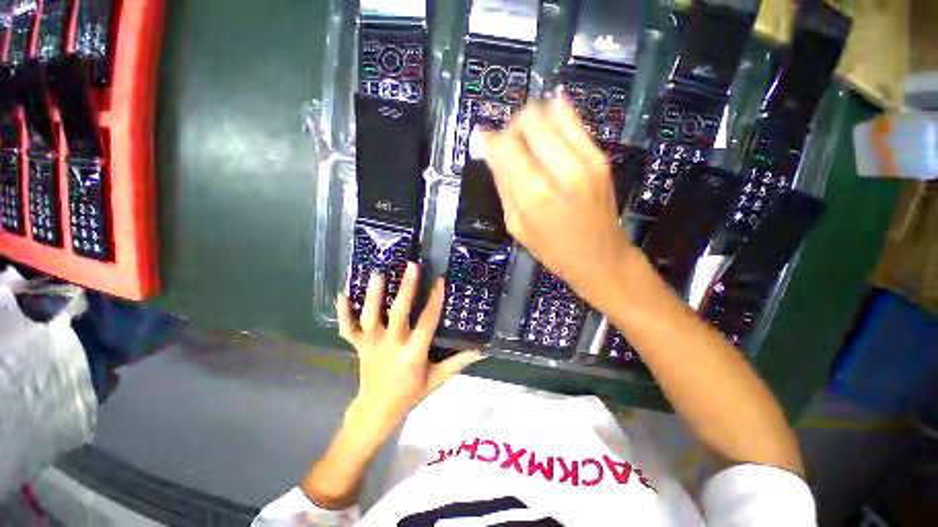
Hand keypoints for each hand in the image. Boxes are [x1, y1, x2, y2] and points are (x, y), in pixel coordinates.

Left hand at [336, 263, 483, 437]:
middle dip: (407, 288)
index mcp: (413, 353)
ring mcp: (372, 344)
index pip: (427, 322)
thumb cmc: (410, 393)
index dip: (435, 300)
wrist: (377, 410)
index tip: (440, 280)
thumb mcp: (437, 379)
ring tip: (378, 273)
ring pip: (370, 317)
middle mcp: (392, 345)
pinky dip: (343, 313)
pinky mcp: (359, 346)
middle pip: (399, 313)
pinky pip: (347, 329)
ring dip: (373, 295)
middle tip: (412, 266)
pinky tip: (342, 294)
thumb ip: (458, 362)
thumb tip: (481, 352)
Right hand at [482, 95, 634, 307]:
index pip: (505, 146)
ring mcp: (586, 160)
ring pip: (551, 113)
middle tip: (508, 146)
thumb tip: (490, 153)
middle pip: (529, 119)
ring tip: (528, 141)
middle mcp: (561, 170)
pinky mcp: (600, 157)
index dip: (489, 139)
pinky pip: (574, 121)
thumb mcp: (516, 225)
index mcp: (535, 194)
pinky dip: (556, 116)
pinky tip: (548, 129)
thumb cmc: (552, 250)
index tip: (482, 142)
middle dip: (511, 128)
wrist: (600, 258)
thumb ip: (503, 185)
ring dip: (532, 122)